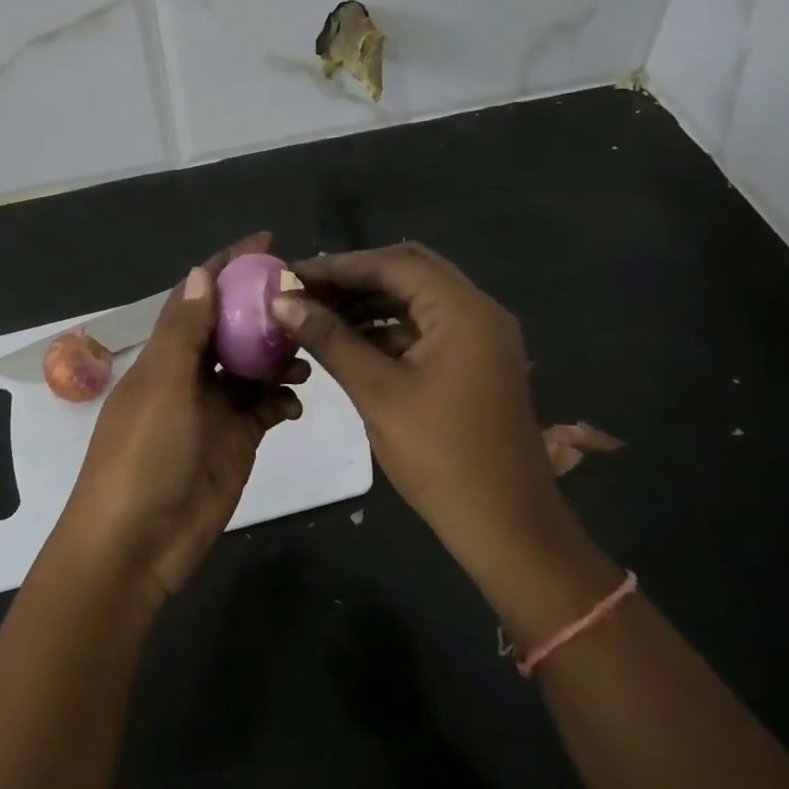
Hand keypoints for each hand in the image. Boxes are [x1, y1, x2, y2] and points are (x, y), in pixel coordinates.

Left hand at [55, 234, 305, 606]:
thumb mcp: (162, 388)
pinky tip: (297, 401)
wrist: (136, 545)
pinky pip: (265, 408)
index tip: (268, 243)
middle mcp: (190, 374)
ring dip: (279, 356)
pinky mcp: (236, 441)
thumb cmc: (142, 458)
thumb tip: (201, 273)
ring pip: (253, 366)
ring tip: (310, 354)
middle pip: (232, 328)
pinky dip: (282, 399)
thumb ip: (183, 332)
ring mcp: (214, 408)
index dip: (228, 266)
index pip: (199, 296)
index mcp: (166, 354)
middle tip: (310, 299)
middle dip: (265, 310)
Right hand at [274, 242, 572, 562]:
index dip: (338, 267)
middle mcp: (478, 311)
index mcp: (462, 310)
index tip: (291, 277)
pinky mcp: (476, 363)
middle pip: (408, 273)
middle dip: (354, 279)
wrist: (506, 524)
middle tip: (305, 291)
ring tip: (317, 314)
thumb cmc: (440, 455)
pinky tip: (349, 342)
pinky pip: (427, 328)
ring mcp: (481, 338)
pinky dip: (388, 329)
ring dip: (369, 304)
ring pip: (417, 300)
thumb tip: (282, 302)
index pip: (393, 264)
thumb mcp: (378, 392)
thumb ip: (330, 340)